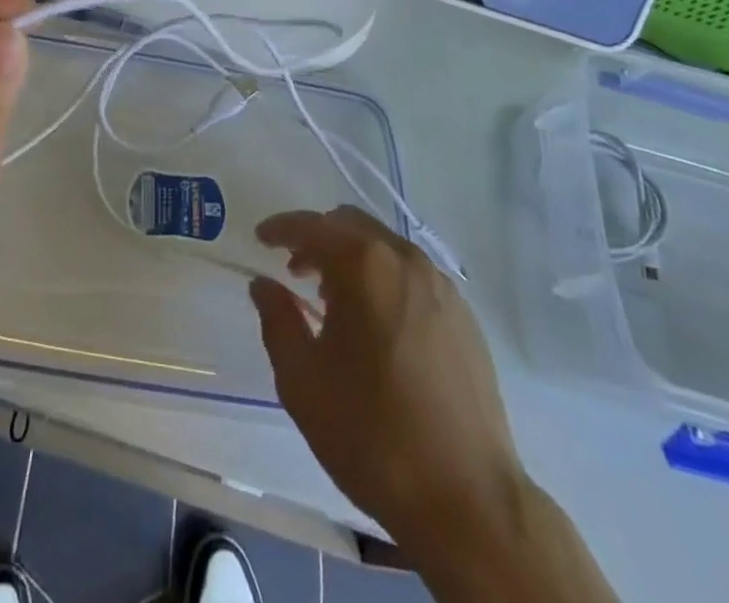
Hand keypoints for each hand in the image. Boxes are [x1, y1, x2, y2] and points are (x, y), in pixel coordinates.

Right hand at [250, 206, 524, 545]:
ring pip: (385, 248)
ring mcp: (442, 287)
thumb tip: (265, 285)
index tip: (260, 239)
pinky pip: (413, 277)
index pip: (312, 227)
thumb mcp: (302, 381)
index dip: (281, 228)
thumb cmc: (372, 435)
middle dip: (318, 240)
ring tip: (333, 301)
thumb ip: (277, 320)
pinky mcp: (465, 317)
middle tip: (295, 271)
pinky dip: (385, 281)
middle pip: (351, 226)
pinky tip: (377, 326)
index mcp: (365, 266)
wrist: (468, 502)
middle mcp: (406, 261)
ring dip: (353, 259)